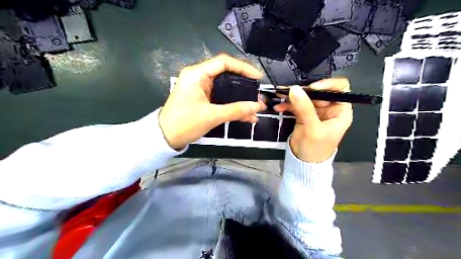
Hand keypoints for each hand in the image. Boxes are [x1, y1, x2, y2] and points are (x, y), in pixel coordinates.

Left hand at [160, 54, 264, 149]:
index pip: (224, 63)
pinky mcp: (203, 100)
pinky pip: (221, 99)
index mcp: (197, 75)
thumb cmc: (184, 124)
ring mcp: (201, 89)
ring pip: (226, 90)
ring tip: (255, 109)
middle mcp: (199, 78)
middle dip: (244, 87)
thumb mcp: (212, 116)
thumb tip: (257, 106)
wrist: (165, 138)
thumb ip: (236, 110)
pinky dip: (232, 106)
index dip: (243, 68)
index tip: (257, 78)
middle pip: (227, 76)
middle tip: (257, 95)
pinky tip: (245, 116)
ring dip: (240, 100)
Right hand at [273, 78, 353, 161]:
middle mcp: (329, 108)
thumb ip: (304, 108)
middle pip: (318, 91)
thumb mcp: (312, 128)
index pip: (339, 89)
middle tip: (289, 91)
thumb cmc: (316, 148)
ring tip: (280, 95)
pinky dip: (287, 105)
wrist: (304, 162)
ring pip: (305, 97)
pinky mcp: (303, 115)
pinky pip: (296, 105)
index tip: (312, 88)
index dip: (327, 85)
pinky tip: (279, 107)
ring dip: (292, 97)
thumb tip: (294, 89)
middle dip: (304, 91)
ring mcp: (315, 111)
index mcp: (340, 110)